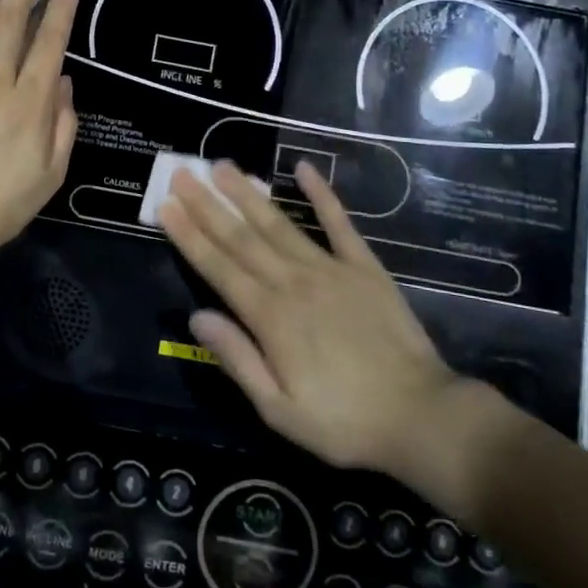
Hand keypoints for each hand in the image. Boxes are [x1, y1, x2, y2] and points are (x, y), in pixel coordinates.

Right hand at [157, 161, 498, 510]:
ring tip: (223, 166)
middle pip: (241, 237)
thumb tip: (196, 316)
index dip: (189, 235)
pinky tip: (304, 168)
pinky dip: (322, 194)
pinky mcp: (363, 266)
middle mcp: (293, 282)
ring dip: (248, 194)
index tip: (166, 205)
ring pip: (279, 223)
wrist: (421, 416)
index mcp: (270, 317)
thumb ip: (237, 359)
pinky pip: (339, 223)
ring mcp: (329, 269)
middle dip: (208, 204)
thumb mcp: (279, 410)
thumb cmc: (344, 421)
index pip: (218, 267)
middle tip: (183, 172)